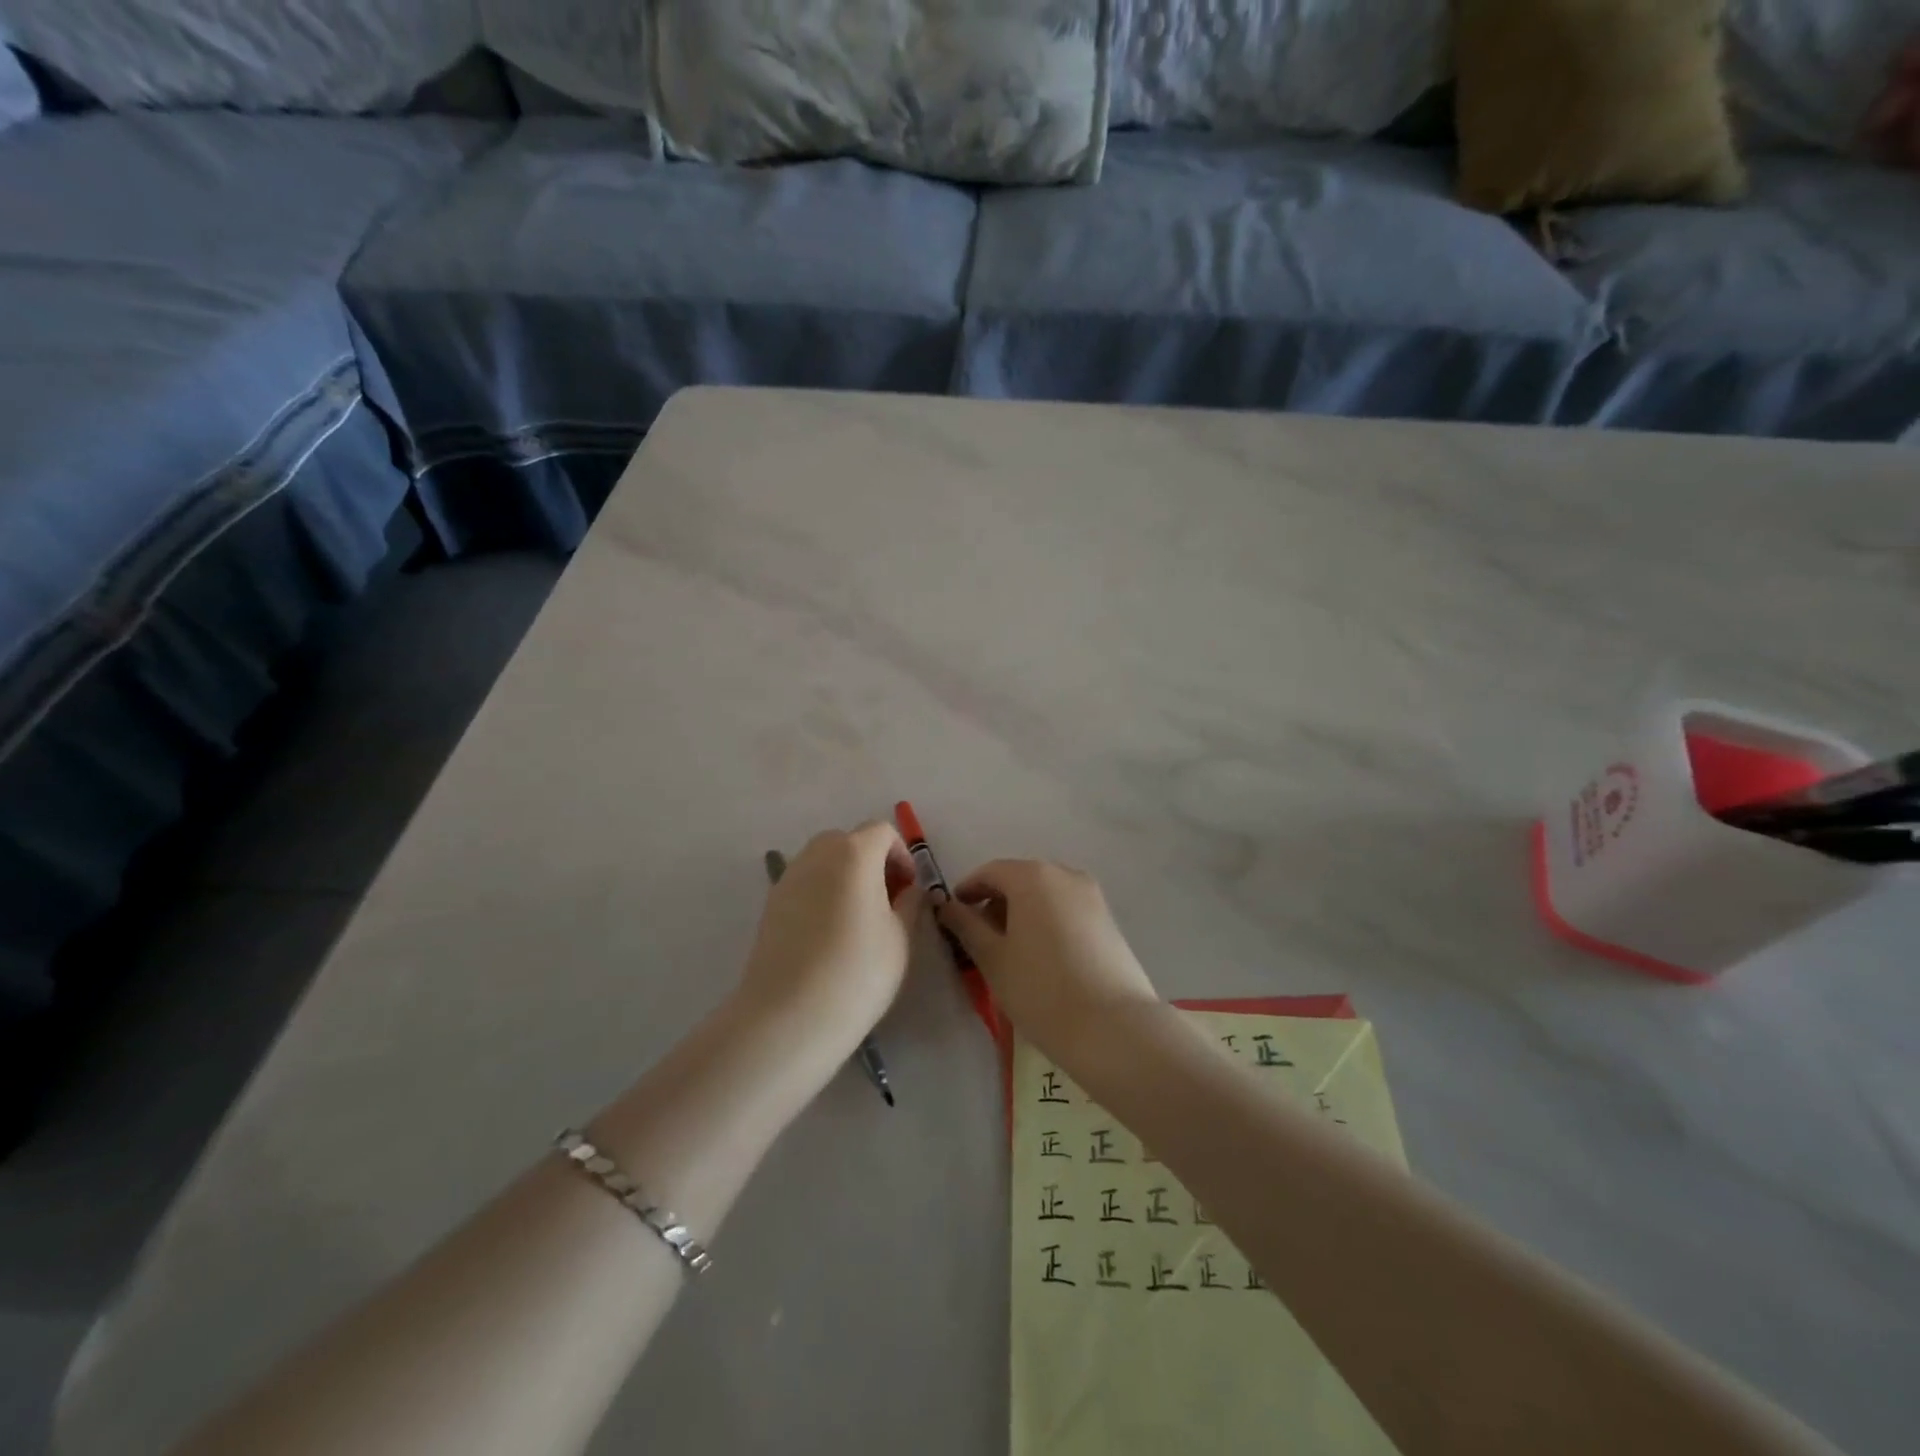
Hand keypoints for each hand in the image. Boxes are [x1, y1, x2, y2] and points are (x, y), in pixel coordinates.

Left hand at [738, 823, 921, 1056]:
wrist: (788, 1016)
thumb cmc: (857, 972)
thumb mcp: (901, 938)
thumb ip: (910, 904)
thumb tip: (909, 890)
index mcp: (854, 853)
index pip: (882, 832)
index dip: (901, 855)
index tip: (909, 890)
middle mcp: (817, 855)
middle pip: (849, 841)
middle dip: (872, 862)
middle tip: (887, 901)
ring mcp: (788, 878)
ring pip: (824, 861)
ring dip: (846, 877)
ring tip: (859, 920)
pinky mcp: (770, 905)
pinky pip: (805, 884)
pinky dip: (822, 894)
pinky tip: (830, 935)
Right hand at [935, 860, 1159, 1066]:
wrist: (1113, 1027)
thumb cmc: (1041, 989)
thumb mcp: (993, 959)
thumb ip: (966, 926)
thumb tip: (947, 906)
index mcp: (1032, 876)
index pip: (990, 872)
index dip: (968, 891)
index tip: (953, 916)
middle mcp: (1065, 874)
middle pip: (1020, 879)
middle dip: (996, 902)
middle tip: (979, 938)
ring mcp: (1092, 896)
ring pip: (1045, 894)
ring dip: (1022, 913)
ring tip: (1011, 951)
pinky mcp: (1108, 919)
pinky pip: (1067, 909)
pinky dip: (1047, 922)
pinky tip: (1042, 957)